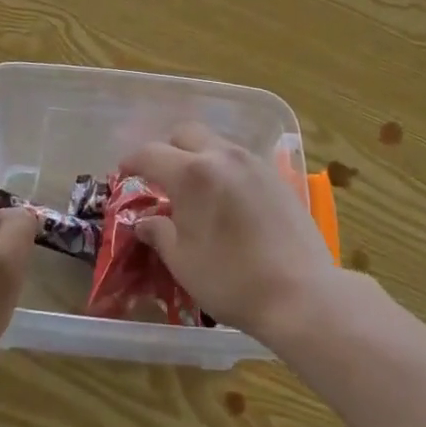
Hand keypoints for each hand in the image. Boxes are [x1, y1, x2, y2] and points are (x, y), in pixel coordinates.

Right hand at [120, 124, 341, 341]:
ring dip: (198, 156)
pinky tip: (227, 199)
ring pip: (216, 143)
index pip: (151, 153)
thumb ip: (160, 233)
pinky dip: (224, 168)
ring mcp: (253, 162)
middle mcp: (222, 156)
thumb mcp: (184, 262)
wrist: (301, 293)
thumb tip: (145, 221)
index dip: (133, 161)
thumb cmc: (232, 280)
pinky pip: (239, 159)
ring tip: (196, 191)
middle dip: (168, 149)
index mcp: (192, 174)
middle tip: (161, 178)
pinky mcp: (276, 175)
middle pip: (186, 134)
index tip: (124, 172)